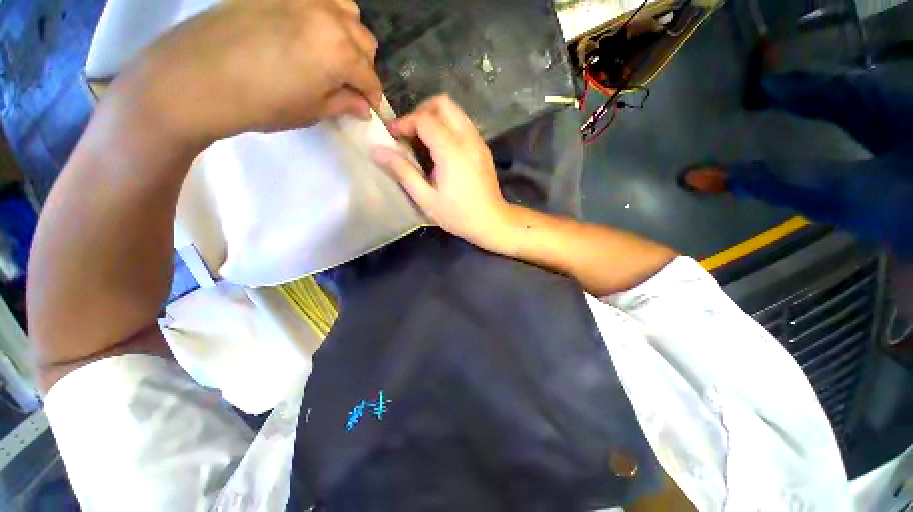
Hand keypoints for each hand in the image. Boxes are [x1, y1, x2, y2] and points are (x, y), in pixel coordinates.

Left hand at [117, 0, 383, 143]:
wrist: (197, 77)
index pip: (371, 77)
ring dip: (348, 34)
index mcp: (340, 52)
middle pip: (364, 40)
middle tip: (348, 83)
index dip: (373, 96)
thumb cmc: (262, 103)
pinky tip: (310, 32)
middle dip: (363, 65)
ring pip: (346, 10)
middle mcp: (328, 17)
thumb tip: (364, 106)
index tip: (368, 107)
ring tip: (332, 53)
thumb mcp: (311, 111)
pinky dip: (324, 15)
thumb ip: (344, 103)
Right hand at [372, 95, 517, 254]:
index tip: (392, 135)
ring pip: (455, 111)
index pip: (424, 119)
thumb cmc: (458, 215)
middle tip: (409, 133)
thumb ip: (403, 172)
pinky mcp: (483, 148)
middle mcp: (467, 138)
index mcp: (452, 151)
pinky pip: (463, 124)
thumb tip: (377, 150)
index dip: (404, 122)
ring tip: (422, 141)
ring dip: (435, 118)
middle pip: (443, 104)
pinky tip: (440, 149)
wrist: (492, 222)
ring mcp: (478, 142)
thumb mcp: (426, 198)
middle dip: (421, 112)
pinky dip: (448, 126)